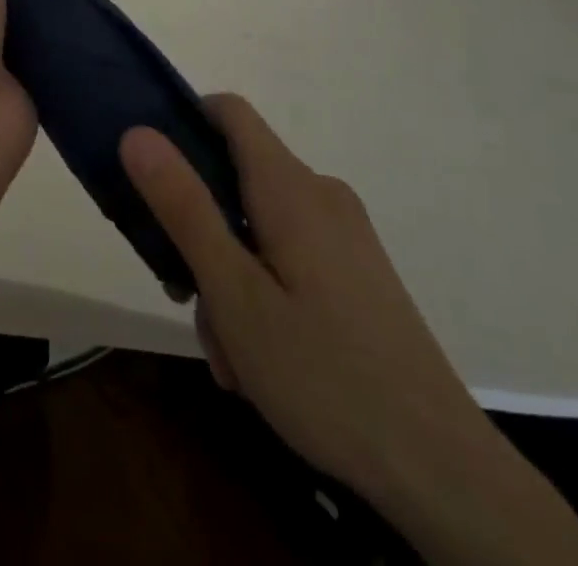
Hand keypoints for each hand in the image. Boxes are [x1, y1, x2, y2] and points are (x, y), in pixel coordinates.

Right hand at [119, 96, 491, 497]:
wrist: (440, 467)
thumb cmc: (323, 372)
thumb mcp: (233, 292)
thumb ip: (183, 206)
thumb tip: (137, 132)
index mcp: (289, 186)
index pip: (229, 111)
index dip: (183, 123)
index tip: (152, 175)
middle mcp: (320, 194)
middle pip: (236, 178)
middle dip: (201, 231)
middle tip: (189, 300)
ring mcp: (344, 233)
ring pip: (259, 227)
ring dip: (230, 277)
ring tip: (233, 355)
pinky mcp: (358, 270)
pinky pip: (290, 256)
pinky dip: (264, 292)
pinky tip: (264, 361)